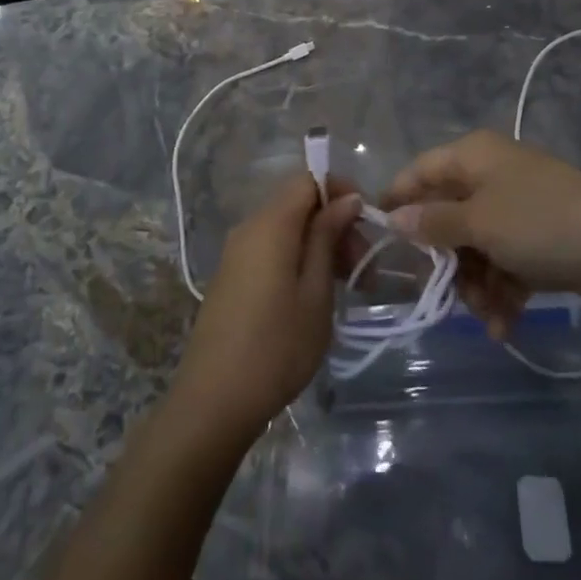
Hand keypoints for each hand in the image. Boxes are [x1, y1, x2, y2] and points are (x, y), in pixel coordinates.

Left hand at [170, 175, 362, 440]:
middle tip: (363, 267)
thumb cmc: (276, 347)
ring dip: (319, 243)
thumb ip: (327, 237)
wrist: (213, 401)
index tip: (367, 223)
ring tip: (347, 284)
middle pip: (298, 203)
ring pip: (286, 227)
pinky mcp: (232, 274)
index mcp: (271, 223)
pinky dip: (298, 257)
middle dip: (335, 223)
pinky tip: (315, 294)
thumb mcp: (315, 292)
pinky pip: (271, 247)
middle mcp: (249, 226)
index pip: (308, 178)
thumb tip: (345, 199)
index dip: (341, 190)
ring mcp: (236, 251)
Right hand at [382, 130, 580, 334]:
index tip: (379, 239)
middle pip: (447, 216)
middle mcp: (491, 175)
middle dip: (445, 260)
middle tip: (441, 293)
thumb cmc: (541, 222)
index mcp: (473, 157)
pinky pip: (504, 263)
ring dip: (474, 284)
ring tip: (486, 315)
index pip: (420, 172)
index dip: (397, 201)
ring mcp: (516, 208)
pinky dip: (501, 292)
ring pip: (475, 246)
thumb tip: (394, 218)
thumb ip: (434, 222)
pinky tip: (504, 326)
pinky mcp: (538, 239)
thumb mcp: (480, 222)